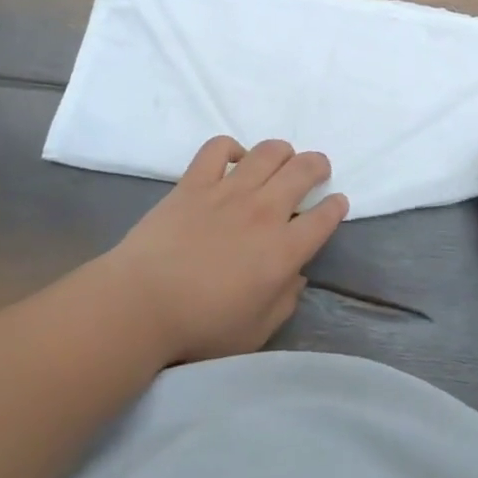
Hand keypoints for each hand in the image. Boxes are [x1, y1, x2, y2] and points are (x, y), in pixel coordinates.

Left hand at [99, 136, 347, 363]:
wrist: (141, 305)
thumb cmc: (201, 327)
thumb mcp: (257, 330)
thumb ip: (285, 300)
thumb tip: (296, 275)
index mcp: (284, 251)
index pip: (324, 217)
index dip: (336, 206)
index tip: (336, 203)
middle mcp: (264, 212)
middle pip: (304, 170)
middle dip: (318, 166)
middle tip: (316, 171)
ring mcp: (228, 192)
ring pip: (268, 152)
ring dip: (283, 152)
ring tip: (282, 160)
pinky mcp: (194, 182)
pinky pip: (217, 148)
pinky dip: (230, 147)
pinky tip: (233, 159)